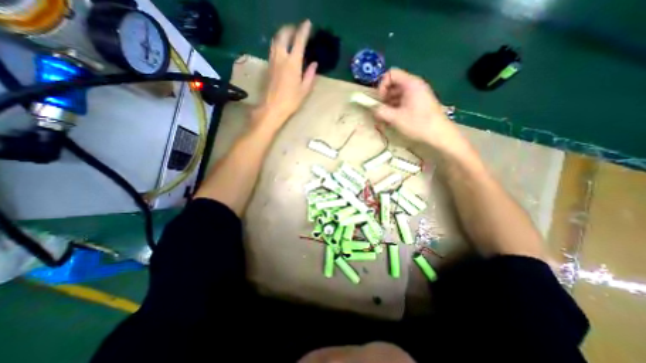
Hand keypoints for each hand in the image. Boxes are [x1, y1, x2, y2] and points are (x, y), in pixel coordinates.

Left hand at [253, 19, 317, 130]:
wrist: (272, 108)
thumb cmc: (291, 101)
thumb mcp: (304, 90)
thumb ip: (310, 75)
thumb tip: (314, 64)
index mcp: (293, 63)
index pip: (298, 41)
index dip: (303, 30)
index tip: (308, 23)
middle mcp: (281, 57)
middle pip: (283, 35)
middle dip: (290, 28)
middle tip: (297, 29)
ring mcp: (273, 61)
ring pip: (275, 40)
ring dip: (283, 34)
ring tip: (289, 36)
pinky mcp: (268, 66)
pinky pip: (272, 48)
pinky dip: (278, 42)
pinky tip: (282, 48)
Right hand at [375, 68, 469, 153]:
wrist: (439, 134)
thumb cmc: (417, 124)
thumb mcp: (395, 118)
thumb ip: (380, 111)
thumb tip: (372, 108)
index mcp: (410, 84)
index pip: (391, 74)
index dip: (382, 86)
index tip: (380, 101)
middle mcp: (415, 85)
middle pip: (394, 84)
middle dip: (384, 97)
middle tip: (381, 111)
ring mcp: (418, 94)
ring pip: (398, 93)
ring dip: (389, 104)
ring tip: (386, 117)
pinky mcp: (419, 103)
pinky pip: (404, 100)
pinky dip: (396, 107)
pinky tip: (394, 119)